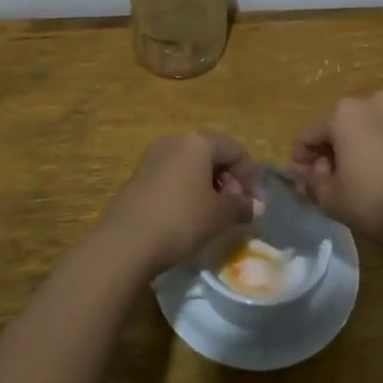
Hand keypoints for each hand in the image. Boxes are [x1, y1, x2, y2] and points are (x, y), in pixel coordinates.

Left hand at [95, 131, 259, 274]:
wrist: (126, 241)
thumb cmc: (181, 220)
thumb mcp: (219, 215)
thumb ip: (242, 206)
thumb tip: (256, 207)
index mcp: (198, 141)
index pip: (236, 151)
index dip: (251, 177)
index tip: (256, 205)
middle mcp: (174, 140)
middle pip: (213, 154)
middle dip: (230, 181)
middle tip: (238, 208)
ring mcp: (153, 156)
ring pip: (192, 165)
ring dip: (209, 186)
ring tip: (216, 214)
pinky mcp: (139, 175)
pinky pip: (173, 176)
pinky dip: (188, 190)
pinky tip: (190, 215)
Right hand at [290, 91, 382, 242]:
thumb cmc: (376, 202)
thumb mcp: (331, 198)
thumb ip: (311, 183)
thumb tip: (305, 177)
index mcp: (344, 113)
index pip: (307, 134)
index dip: (299, 160)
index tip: (302, 184)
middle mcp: (373, 104)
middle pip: (338, 128)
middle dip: (328, 154)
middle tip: (328, 184)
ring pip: (366, 131)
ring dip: (355, 152)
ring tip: (357, 184)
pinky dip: (381, 154)